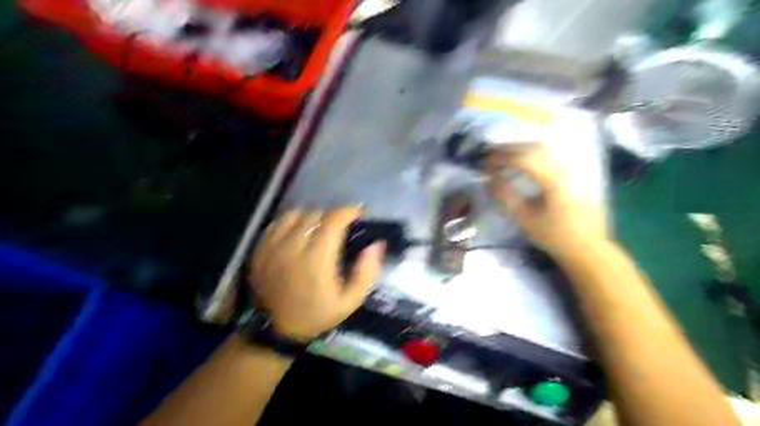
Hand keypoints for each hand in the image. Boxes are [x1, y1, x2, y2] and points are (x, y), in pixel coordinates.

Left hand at [251, 207, 386, 341]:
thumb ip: (366, 272)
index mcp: (316, 259)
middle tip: (340, 229)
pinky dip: (291, 222)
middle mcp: (293, 247)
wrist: (275, 330)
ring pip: (296, 214)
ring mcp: (273, 246)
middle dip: (332, 217)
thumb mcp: (350, 301)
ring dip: (311, 218)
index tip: (358, 213)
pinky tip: (297, 233)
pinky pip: (278, 222)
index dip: (348, 211)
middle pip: (316, 214)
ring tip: (317, 229)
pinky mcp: (260, 248)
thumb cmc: (316, 315)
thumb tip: (376, 244)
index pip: (333, 220)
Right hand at [486, 143, 608, 255]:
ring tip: (501, 157)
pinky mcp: (573, 172)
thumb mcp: (524, 219)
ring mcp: (572, 168)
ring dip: (519, 149)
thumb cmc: (554, 235)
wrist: (587, 245)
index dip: (501, 158)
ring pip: (542, 148)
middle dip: (508, 149)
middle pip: (533, 148)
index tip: (485, 165)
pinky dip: (531, 154)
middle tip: (489, 156)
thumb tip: (490, 179)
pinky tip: (520, 162)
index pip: (524, 159)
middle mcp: (565, 168)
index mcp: (554, 181)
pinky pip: (549, 155)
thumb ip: (505, 196)